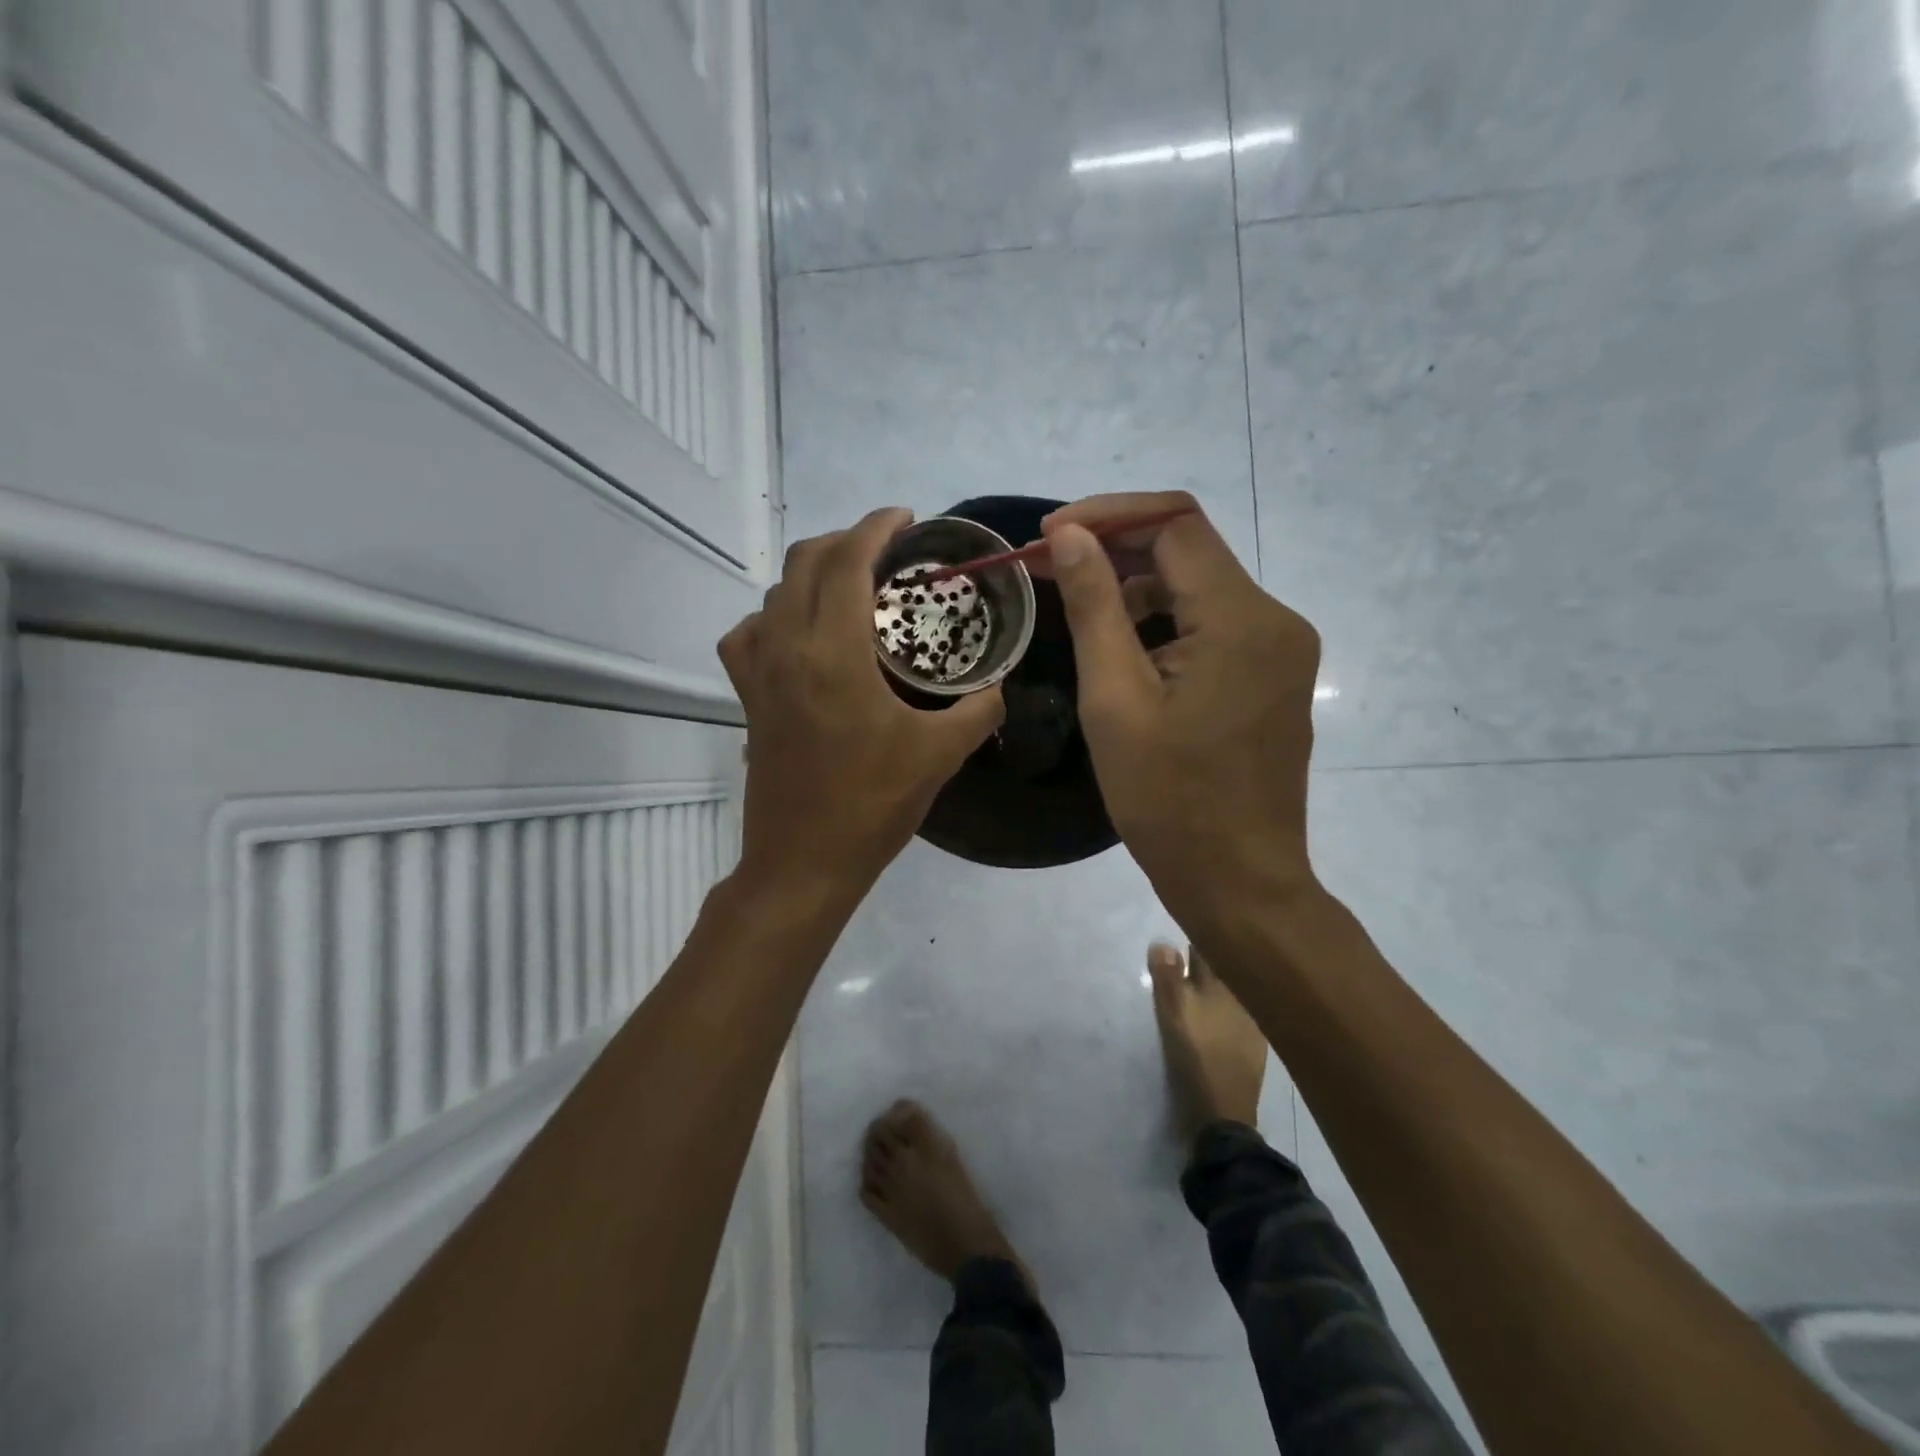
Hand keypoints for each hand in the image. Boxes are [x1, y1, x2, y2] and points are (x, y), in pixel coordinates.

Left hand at [718, 508, 1004, 900]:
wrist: (804, 861)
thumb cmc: (872, 805)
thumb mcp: (939, 755)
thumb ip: (979, 710)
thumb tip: (1000, 687)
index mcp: (834, 653)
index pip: (847, 563)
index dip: (876, 528)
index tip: (905, 518)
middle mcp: (788, 648)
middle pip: (804, 563)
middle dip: (846, 540)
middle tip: (887, 549)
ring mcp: (760, 673)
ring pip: (774, 593)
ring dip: (810, 572)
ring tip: (849, 584)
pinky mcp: (748, 698)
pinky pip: (747, 635)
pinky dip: (772, 616)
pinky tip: (796, 633)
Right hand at [1038, 492, 1321, 930]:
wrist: (1238, 881)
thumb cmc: (1168, 800)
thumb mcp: (1114, 700)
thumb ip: (1094, 606)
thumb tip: (1068, 535)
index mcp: (1242, 620)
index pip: (1176, 524)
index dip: (1107, 516)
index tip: (1047, 536)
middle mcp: (1275, 620)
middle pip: (1189, 550)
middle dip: (1115, 548)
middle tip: (1046, 568)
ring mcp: (1280, 650)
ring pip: (1198, 588)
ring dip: (1135, 588)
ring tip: (1075, 612)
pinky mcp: (1272, 676)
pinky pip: (1212, 625)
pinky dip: (1163, 623)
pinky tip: (1122, 651)